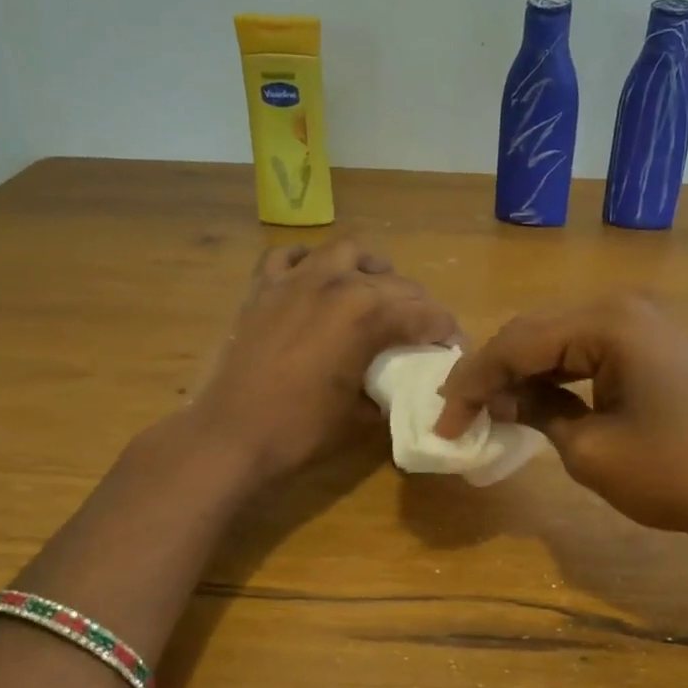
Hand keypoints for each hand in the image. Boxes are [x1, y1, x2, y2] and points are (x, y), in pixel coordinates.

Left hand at [195, 239, 458, 480]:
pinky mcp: (263, 288)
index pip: (424, 313)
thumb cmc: (302, 430)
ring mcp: (295, 280)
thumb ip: (387, 392)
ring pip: (346, 252)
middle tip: (424, 329)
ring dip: (370, 269)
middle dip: (418, 303)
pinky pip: (291, 256)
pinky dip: (310, 261)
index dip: (446, 329)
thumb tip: (398, 388)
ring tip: (376, 291)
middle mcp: (336, 284)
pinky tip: (318, 279)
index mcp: (367, 315)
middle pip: (393, 282)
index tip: (454, 345)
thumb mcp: (361, 417)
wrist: (233, 435)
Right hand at [435, 294, 687, 540]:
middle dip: (494, 373)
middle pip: (537, 333)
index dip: (473, 382)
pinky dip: (560, 376)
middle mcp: (625, 307)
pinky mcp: (658, 347)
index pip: (518, 343)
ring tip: (490, 409)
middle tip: (459, 412)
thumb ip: (537, 412)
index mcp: (607, 322)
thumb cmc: (674, 472)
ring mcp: (647, 324)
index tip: (442, 420)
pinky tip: (537, 399)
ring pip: (563, 341)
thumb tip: (501, 400)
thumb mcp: (590, 450)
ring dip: (525, 373)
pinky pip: (593, 352)